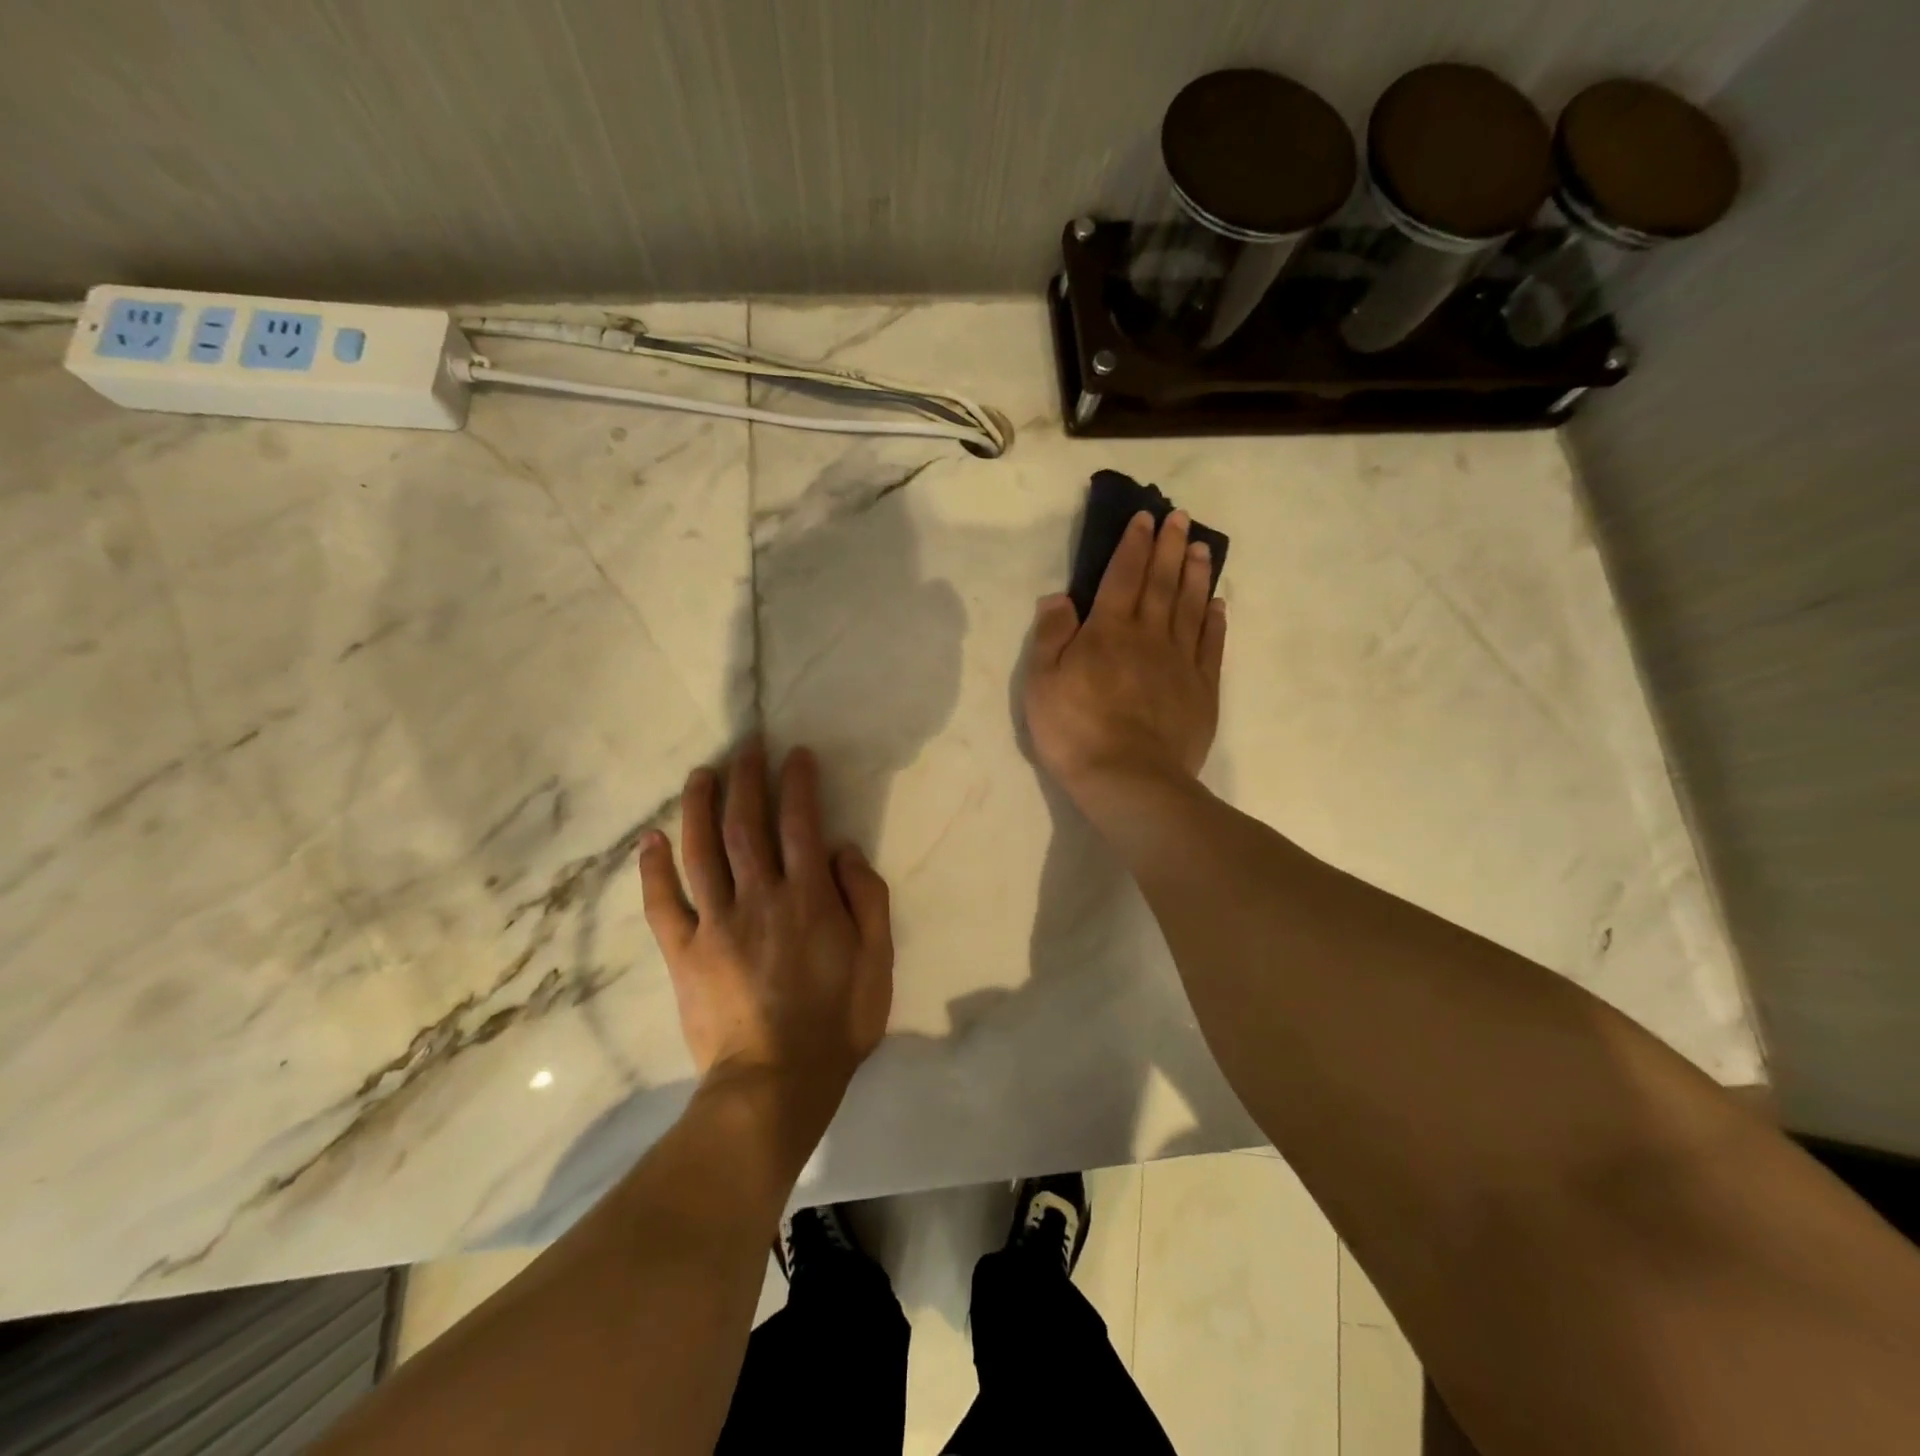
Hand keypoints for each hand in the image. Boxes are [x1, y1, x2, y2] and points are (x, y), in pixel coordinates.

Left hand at [638, 742, 892, 1118]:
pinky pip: (662, 904)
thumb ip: (866, 899)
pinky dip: (653, 870)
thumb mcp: (878, 961)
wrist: (775, 1083)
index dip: (797, 784)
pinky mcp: (684, 952)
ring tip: (701, 774)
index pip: (800, 824)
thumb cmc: (836, 1022)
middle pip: (747, 825)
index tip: (794, 755)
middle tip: (746, 747)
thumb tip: (842, 850)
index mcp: (808, 898)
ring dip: (700, 807)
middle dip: (747, 780)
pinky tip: (650, 840)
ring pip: (702, 851)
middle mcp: (760, 897)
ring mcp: (716, 923)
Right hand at [1024, 508, 1225, 807]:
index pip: (1123, 576)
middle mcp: (1149, 635)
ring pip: (1190, 606)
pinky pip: (1210, 645)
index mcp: (1108, 631)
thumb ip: (1051, 636)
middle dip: (1169, 547)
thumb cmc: (1075, 730)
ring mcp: (1180, 662)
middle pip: (1161, 582)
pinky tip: (1217, 604)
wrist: (1129, 779)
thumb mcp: (1042, 683)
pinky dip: (1214, 621)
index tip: (1145, 518)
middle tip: (1180, 517)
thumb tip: (1059, 597)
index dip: (1133, 545)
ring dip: (1196, 574)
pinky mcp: (1201, 689)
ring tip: (1201, 548)